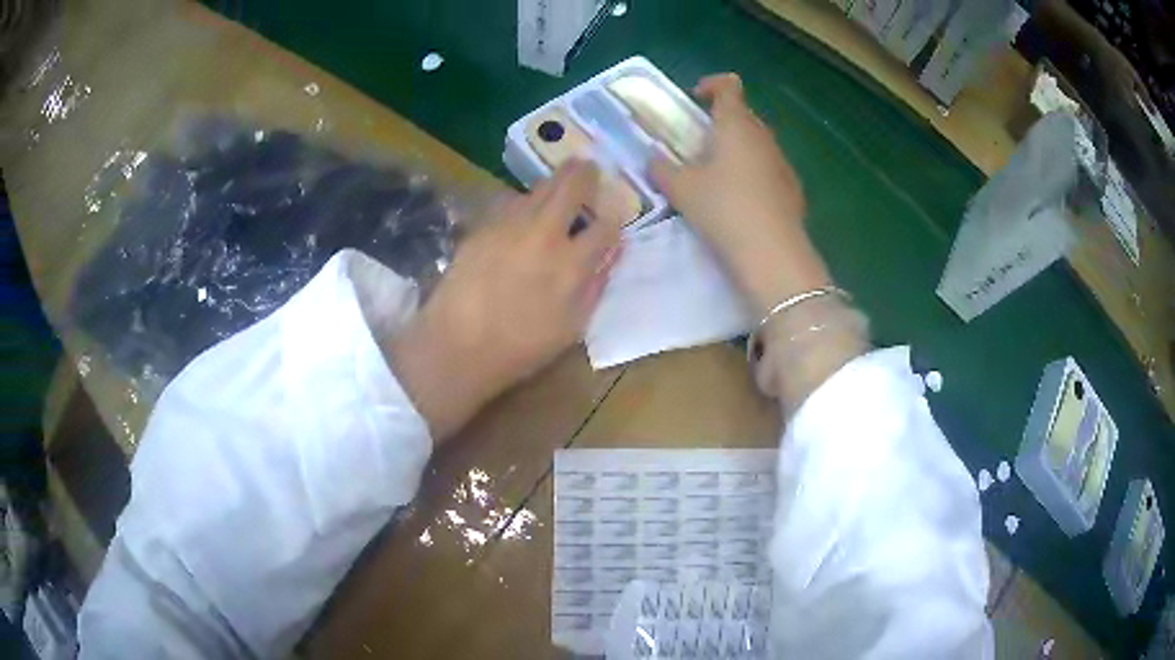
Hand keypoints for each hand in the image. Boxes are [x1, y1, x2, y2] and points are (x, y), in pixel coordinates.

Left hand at [386, 161, 621, 439]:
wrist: (457, 345)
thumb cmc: (520, 347)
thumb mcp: (572, 327)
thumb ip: (596, 285)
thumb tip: (612, 254)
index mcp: (572, 263)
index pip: (605, 225)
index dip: (614, 215)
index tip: (612, 213)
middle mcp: (544, 233)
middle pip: (571, 186)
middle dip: (585, 172)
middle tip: (589, 167)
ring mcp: (510, 225)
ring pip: (538, 187)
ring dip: (553, 182)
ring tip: (558, 184)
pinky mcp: (482, 226)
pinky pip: (508, 201)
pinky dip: (522, 200)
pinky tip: (521, 209)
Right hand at [651, 73, 830, 315]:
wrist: (772, 253)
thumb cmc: (723, 209)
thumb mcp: (681, 189)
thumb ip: (662, 168)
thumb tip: (653, 158)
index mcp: (735, 125)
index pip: (729, 86)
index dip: (712, 84)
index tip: (695, 98)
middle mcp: (763, 136)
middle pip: (743, 115)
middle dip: (721, 122)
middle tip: (698, 143)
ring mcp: (782, 162)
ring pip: (757, 142)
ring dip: (737, 148)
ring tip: (717, 175)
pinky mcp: (792, 188)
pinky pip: (768, 168)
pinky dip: (752, 172)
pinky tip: (741, 200)